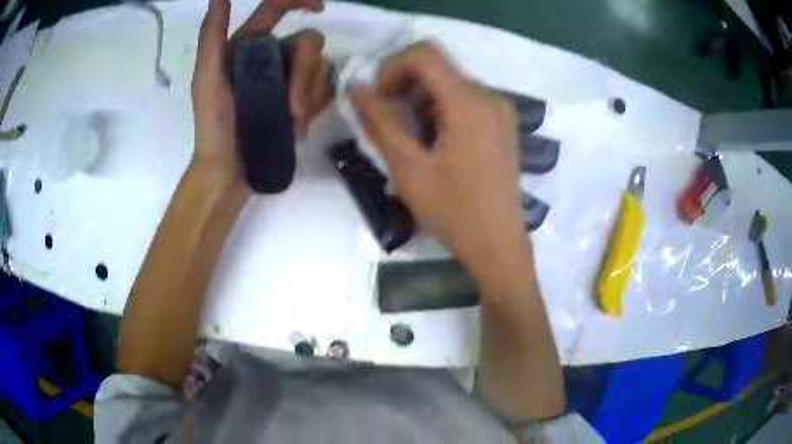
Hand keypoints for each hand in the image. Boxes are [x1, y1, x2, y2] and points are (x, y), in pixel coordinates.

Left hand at [191, 0, 332, 180]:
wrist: (230, 171)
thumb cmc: (213, 125)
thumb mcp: (207, 77)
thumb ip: (212, 34)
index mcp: (249, 46)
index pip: (276, 9)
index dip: (299, 1)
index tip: (320, 7)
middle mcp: (274, 56)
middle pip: (309, 42)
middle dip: (305, 74)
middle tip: (293, 109)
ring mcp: (291, 80)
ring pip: (321, 68)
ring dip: (309, 96)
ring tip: (292, 123)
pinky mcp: (304, 101)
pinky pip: (326, 91)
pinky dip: (315, 107)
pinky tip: (298, 127)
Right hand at [349, 43, 524, 261]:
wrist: (498, 244)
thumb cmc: (454, 210)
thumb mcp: (408, 168)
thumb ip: (380, 122)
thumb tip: (357, 88)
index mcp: (468, 101)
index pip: (423, 54)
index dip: (391, 67)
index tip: (379, 99)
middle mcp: (490, 96)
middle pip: (438, 67)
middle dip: (404, 85)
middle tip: (389, 120)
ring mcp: (501, 111)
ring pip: (451, 84)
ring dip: (422, 100)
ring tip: (411, 138)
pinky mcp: (503, 125)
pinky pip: (466, 101)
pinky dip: (442, 110)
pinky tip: (435, 143)